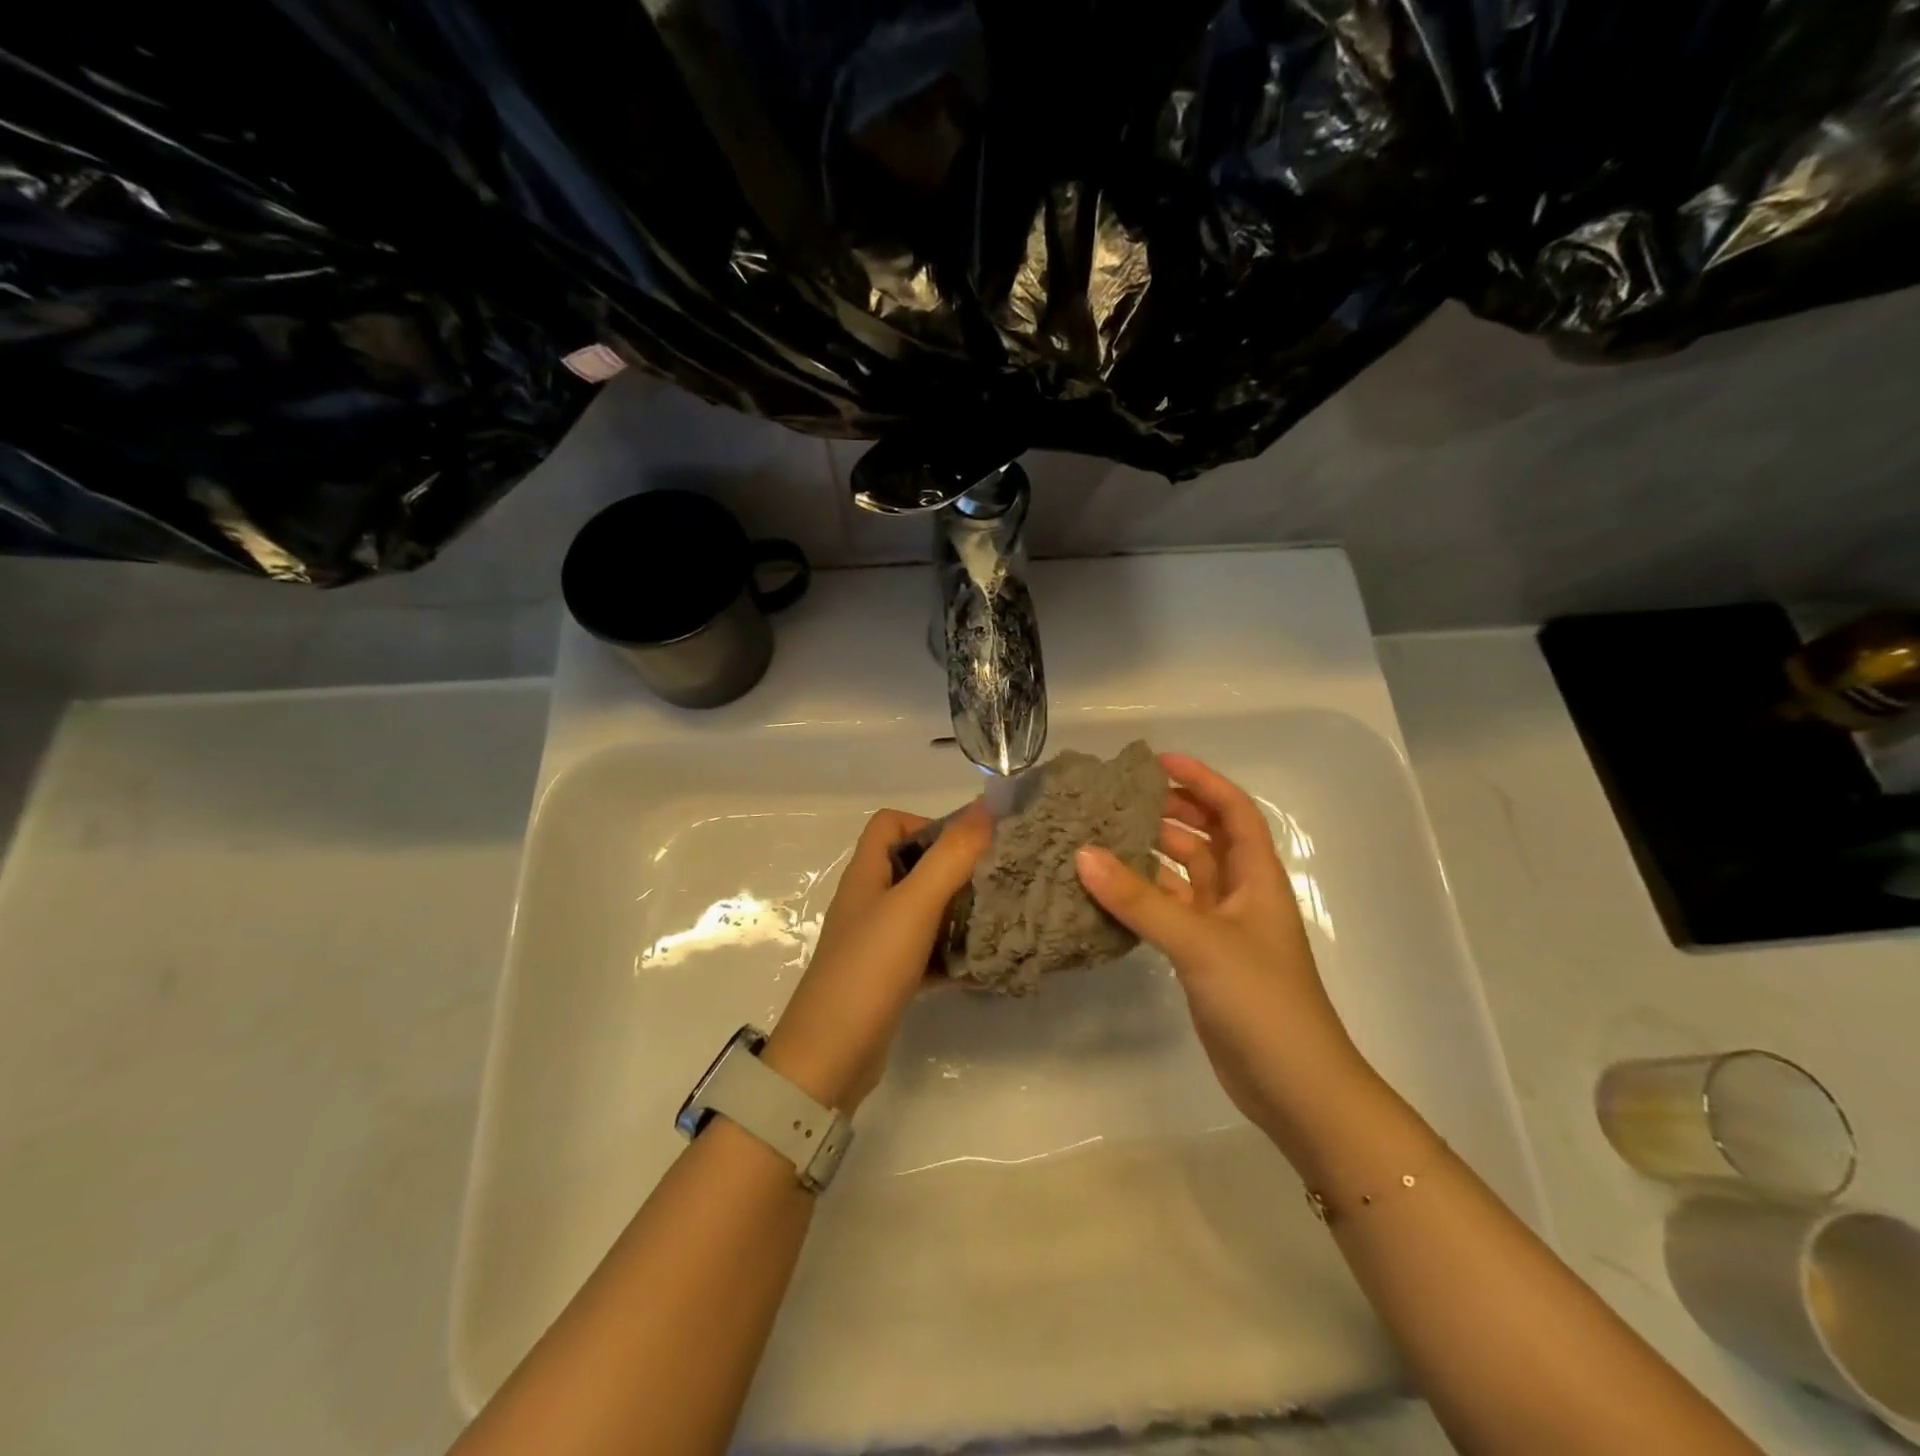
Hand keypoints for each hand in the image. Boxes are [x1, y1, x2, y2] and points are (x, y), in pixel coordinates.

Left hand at [762, 804, 991, 1113]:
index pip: (891, 824)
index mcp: (866, 875)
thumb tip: (987, 805)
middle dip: (956, 868)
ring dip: (959, 911)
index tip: (967, 848)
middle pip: (914, 866)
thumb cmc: (869, 969)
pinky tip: (984, 965)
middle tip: (998, 881)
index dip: (928, 824)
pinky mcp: (888, 978)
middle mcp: (869, 901)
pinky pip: (928, 953)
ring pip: (924, 911)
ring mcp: (877, 942)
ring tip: (1000, 919)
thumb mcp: (913, 906)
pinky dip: (953, 953)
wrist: (830, 1058)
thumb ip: (950, 856)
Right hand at [1074, 753, 1373, 1148]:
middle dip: (1170, 813)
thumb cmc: (1262, 1001)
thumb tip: (1084, 854)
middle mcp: (1240, 895)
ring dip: (1149, 856)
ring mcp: (1221, 929)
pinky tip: (1106, 892)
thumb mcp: (1201, 942)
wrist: (1294, 1087)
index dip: (1202, 780)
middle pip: (1206, 838)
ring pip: (1182, 876)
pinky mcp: (1203, 959)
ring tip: (1100, 837)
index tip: (1158, 762)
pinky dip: (1141, 898)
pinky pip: (1167, 912)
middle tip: (1119, 799)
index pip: (1233, 811)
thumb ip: (1140, 900)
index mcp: (1257, 877)